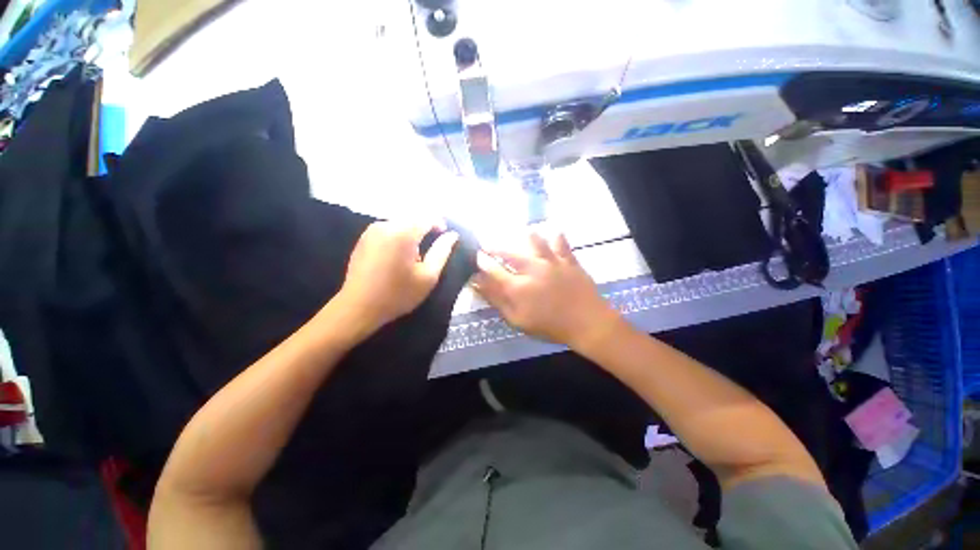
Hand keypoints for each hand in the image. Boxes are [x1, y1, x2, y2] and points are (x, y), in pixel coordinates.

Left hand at [337, 221, 457, 331]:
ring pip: (399, 222)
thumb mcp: (428, 276)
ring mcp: (371, 230)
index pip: (427, 218)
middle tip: (431, 247)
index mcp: (403, 233)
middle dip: (425, 228)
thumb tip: (452, 235)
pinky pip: (387, 229)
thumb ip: (442, 252)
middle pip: (412, 218)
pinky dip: (398, 235)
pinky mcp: (363, 238)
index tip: (445, 236)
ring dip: (411, 231)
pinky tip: (399, 253)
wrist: (359, 307)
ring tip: (415, 252)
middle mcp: (386, 225)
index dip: (439, 224)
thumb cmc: (398, 294)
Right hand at [473, 233, 621, 350]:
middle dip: (494, 246)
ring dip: (524, 237)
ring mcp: (551, 261)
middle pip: (508, 252)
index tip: (475, 257)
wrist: (587, 323)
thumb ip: (497, 301)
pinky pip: (561, 242)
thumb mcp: (517, 320)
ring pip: (535, 240)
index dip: (481, 262)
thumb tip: (477, 284)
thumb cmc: (550, 326)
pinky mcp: (568, 260)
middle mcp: (532, 269)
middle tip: (488, 244)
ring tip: (520, 235)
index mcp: (517, 287)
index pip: (492, 269)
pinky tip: (552, 233)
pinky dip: (555, 236)